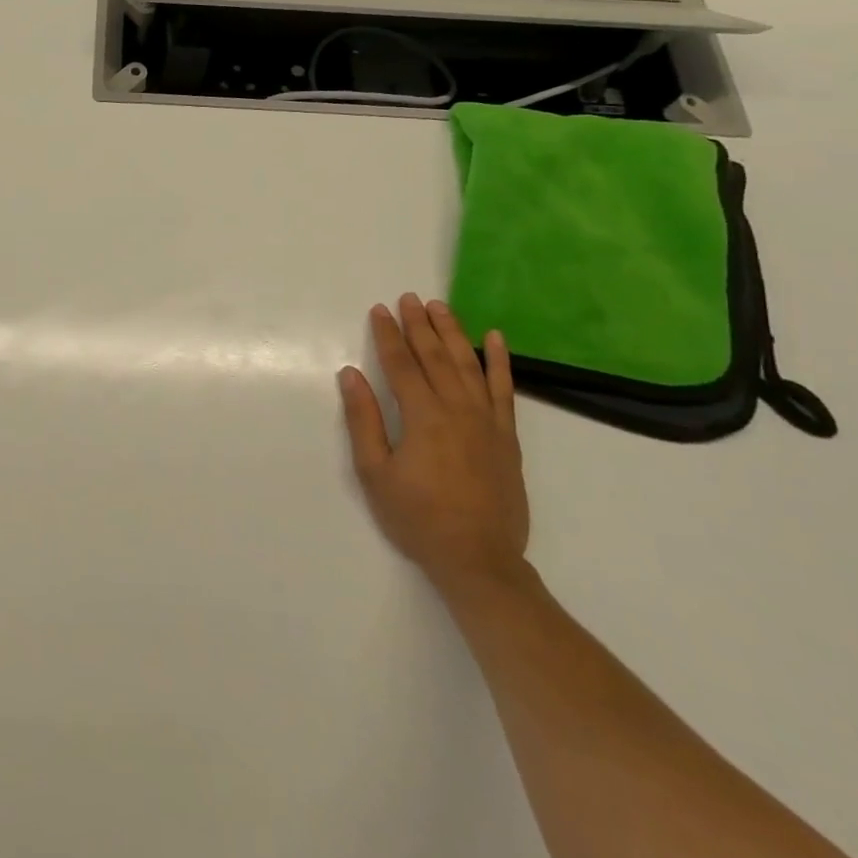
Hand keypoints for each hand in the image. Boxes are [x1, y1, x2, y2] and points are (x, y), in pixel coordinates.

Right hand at [340, 295, 529, 597]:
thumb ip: (364, 420)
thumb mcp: (375, 473)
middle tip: (409, 298)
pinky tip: (495, 339)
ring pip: (468, 364)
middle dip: (419, 325)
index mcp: (423, 417)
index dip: (388, 335)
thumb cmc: (418, 518)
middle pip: (435, 356)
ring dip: (453, 332)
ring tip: (440, 306)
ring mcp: (486, 420)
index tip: (379, 310)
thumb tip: (350, 374)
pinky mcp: (507, 435)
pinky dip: (500, 362)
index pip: (401, 364)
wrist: (478, 560)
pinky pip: (504, 389)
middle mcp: (457, 409)